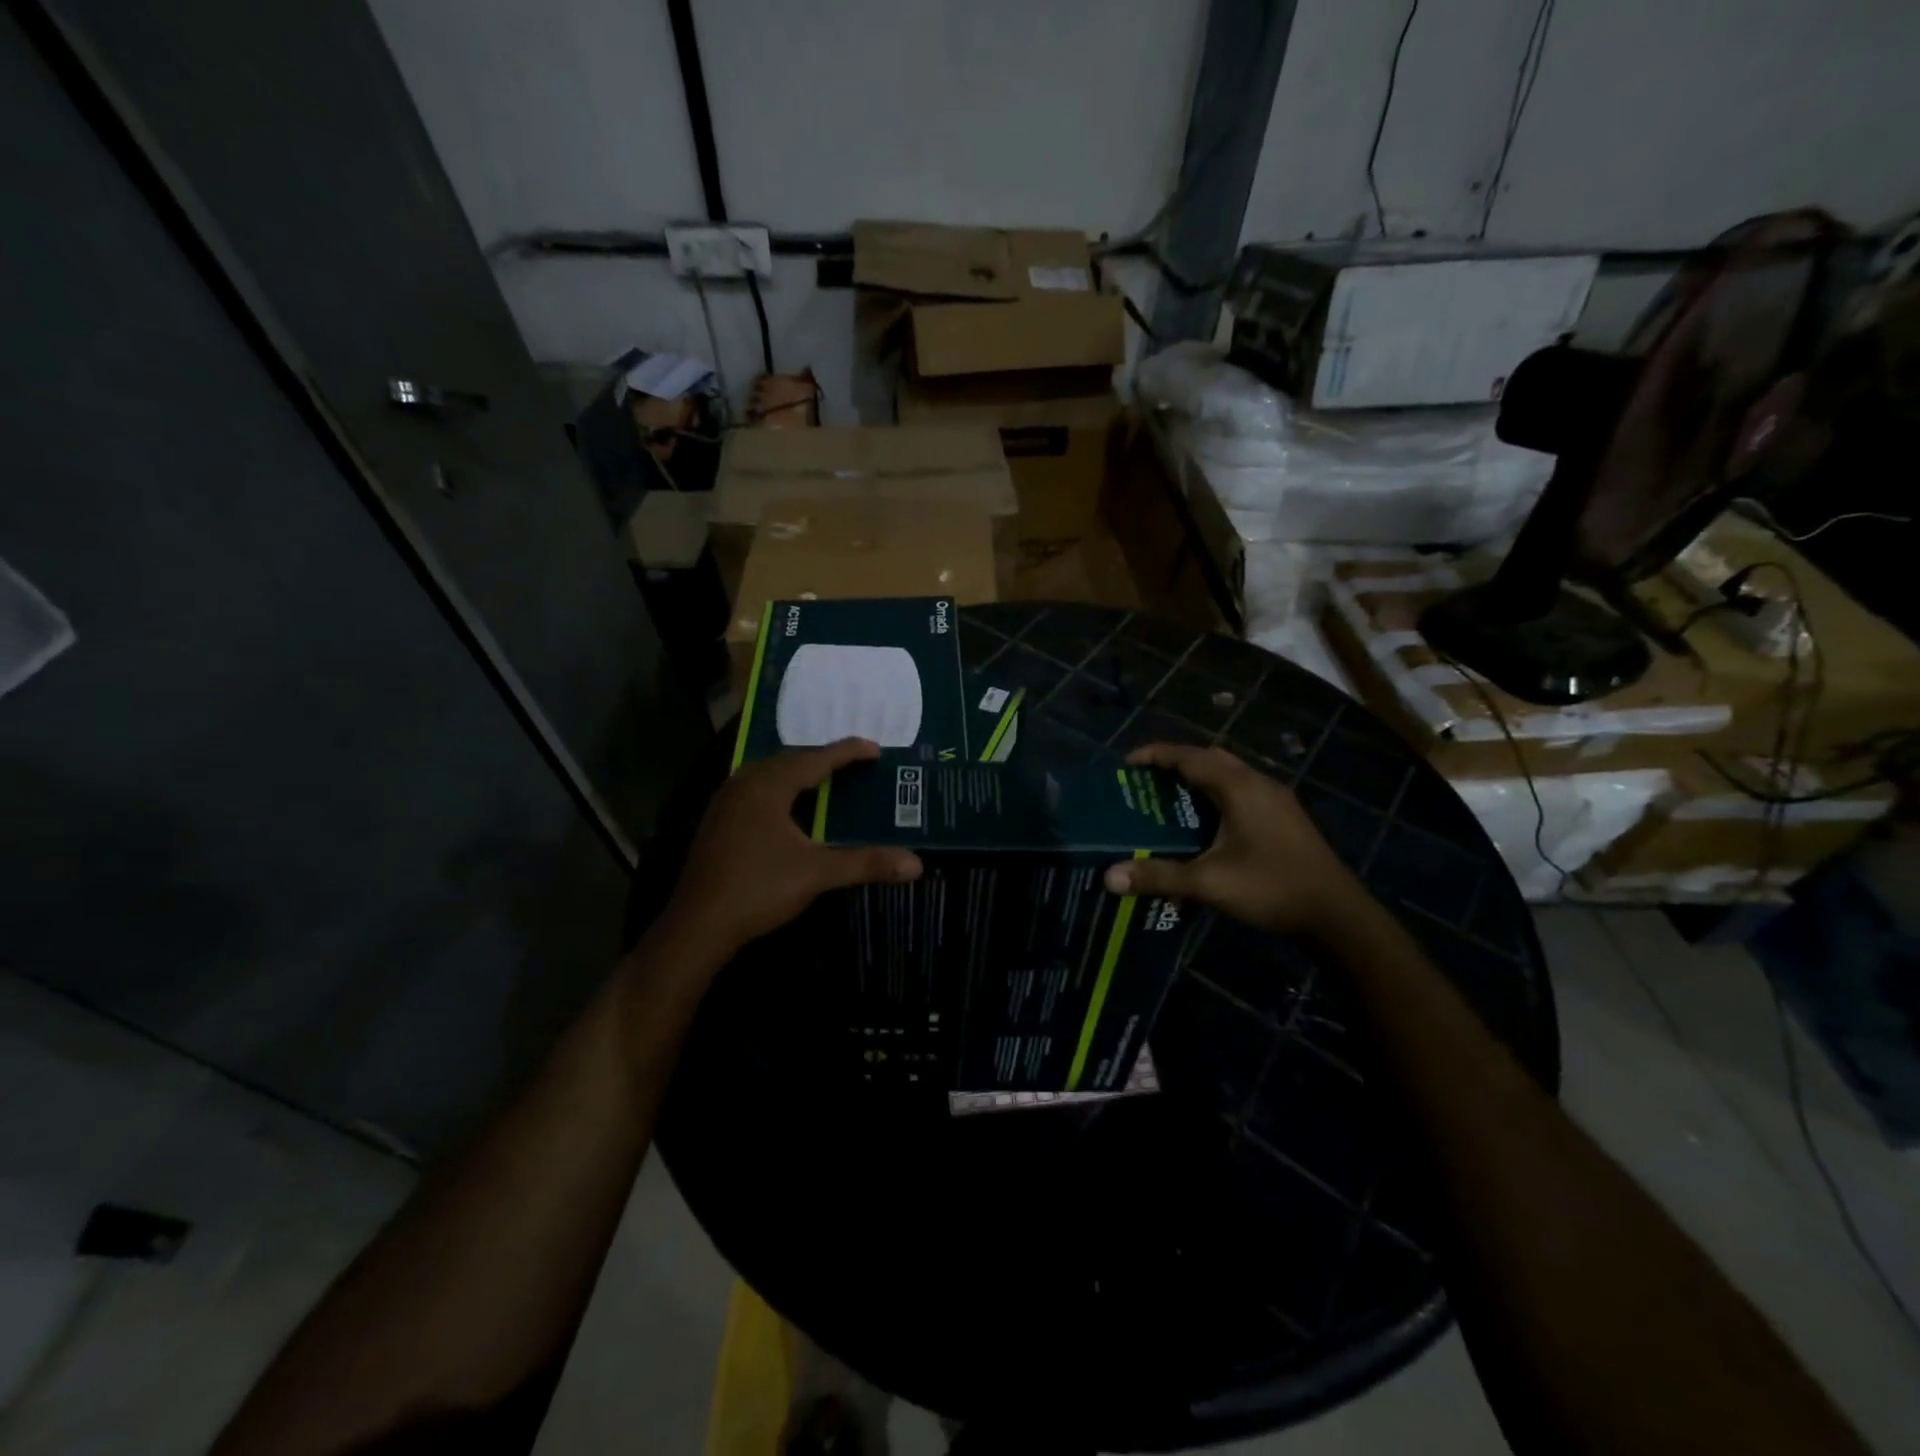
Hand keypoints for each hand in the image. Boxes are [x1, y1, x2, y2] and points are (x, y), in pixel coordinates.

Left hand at [663, 739, 921, 962]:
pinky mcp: (718, 821)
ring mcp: (726, 802)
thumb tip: (915, 864)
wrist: (697, 925)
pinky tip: (789, 807)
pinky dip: (781, 789)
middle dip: (823, 760)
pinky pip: (756, 790)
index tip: (876, 749)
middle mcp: (744, 784)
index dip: (848, 752)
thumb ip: (866, 863)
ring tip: (827, 779)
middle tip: (855, 764)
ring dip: (799, 773)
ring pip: (769, 775)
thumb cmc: (758, 889)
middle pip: (790, 761)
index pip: (816, 759)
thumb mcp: (817, 874)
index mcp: (768, 786)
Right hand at [1103, 744, 1363, 938]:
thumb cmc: (1271, 888)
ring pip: (1229, 774)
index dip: (1155, 755)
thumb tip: (1108, 876)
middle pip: (1210, 758)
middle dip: (1176, 763)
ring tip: (1169, 799)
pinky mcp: (1285, 816)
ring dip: (1198, 778)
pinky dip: (1216, 793)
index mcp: (1238, 787)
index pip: (1189, 756)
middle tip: (1146, 782)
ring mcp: (1276, 799)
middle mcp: (1258, 783)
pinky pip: (1242, 790)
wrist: (1337, 915)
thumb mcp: (1209, 882)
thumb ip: (1158, 876)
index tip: (1126, 764)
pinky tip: (1206, 823)